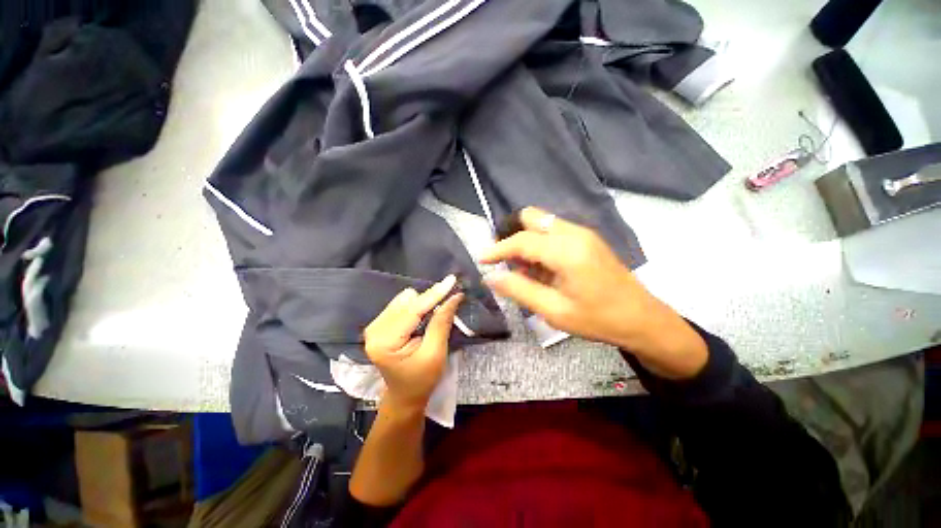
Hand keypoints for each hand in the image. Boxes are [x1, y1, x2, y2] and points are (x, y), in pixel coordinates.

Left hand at [363, 275, 463, 409]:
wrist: (405, 395)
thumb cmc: (422, 379)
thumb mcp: (435, 353)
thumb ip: (441, 323)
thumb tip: (454, 297)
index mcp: (385, 342)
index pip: (412, 310)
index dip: (434, 294)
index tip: (452, 280)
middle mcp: (375, 330)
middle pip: (407, 301)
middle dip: (429, 301)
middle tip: (447, 305)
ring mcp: (375, 326)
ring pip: (405, 300)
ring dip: (423, 304)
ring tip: (432, 318)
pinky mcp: (380, 324)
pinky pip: (401, 304)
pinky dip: (416, 308)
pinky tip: (422, 319)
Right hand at [479, 207, 706, 378]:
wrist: (642, 319)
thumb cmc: (598, 319)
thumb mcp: (553, 311)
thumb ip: (519, 290)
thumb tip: (491, 277)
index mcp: (567, 251)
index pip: (522, 241)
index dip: (497, 249)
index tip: (482, 259)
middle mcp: (575, 233)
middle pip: (532, 218)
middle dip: (513, 235)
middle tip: (507, 261)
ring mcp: (583, 233)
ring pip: (542, 223)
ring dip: (527, 241)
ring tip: (525, 269)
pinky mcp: (587, 238)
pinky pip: (554, 231)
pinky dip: (540, 244)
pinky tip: (542, 268)